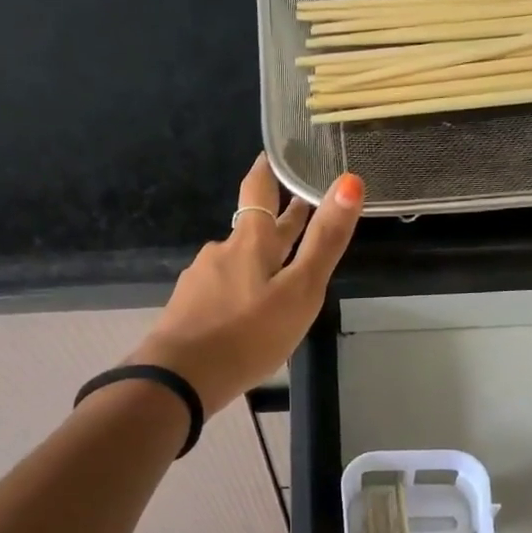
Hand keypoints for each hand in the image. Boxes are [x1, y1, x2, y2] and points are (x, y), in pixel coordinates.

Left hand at [127, 154, 362, 414]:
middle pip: (252, 229)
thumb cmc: (248, 334)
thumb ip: (324, 241)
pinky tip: (244, 312)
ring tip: (277, 274)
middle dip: (277, 221)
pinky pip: (220, 292)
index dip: (268, 170)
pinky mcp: (188, 310)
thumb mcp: (299, 291)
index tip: (275, 155)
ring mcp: (201, 281)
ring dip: (258, 261)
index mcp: (250, 242)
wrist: (181, 378)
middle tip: (299, 209)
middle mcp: (222, 252)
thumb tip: (350, 181)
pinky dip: (238, 292)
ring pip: (236, 262)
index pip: (259, 189)